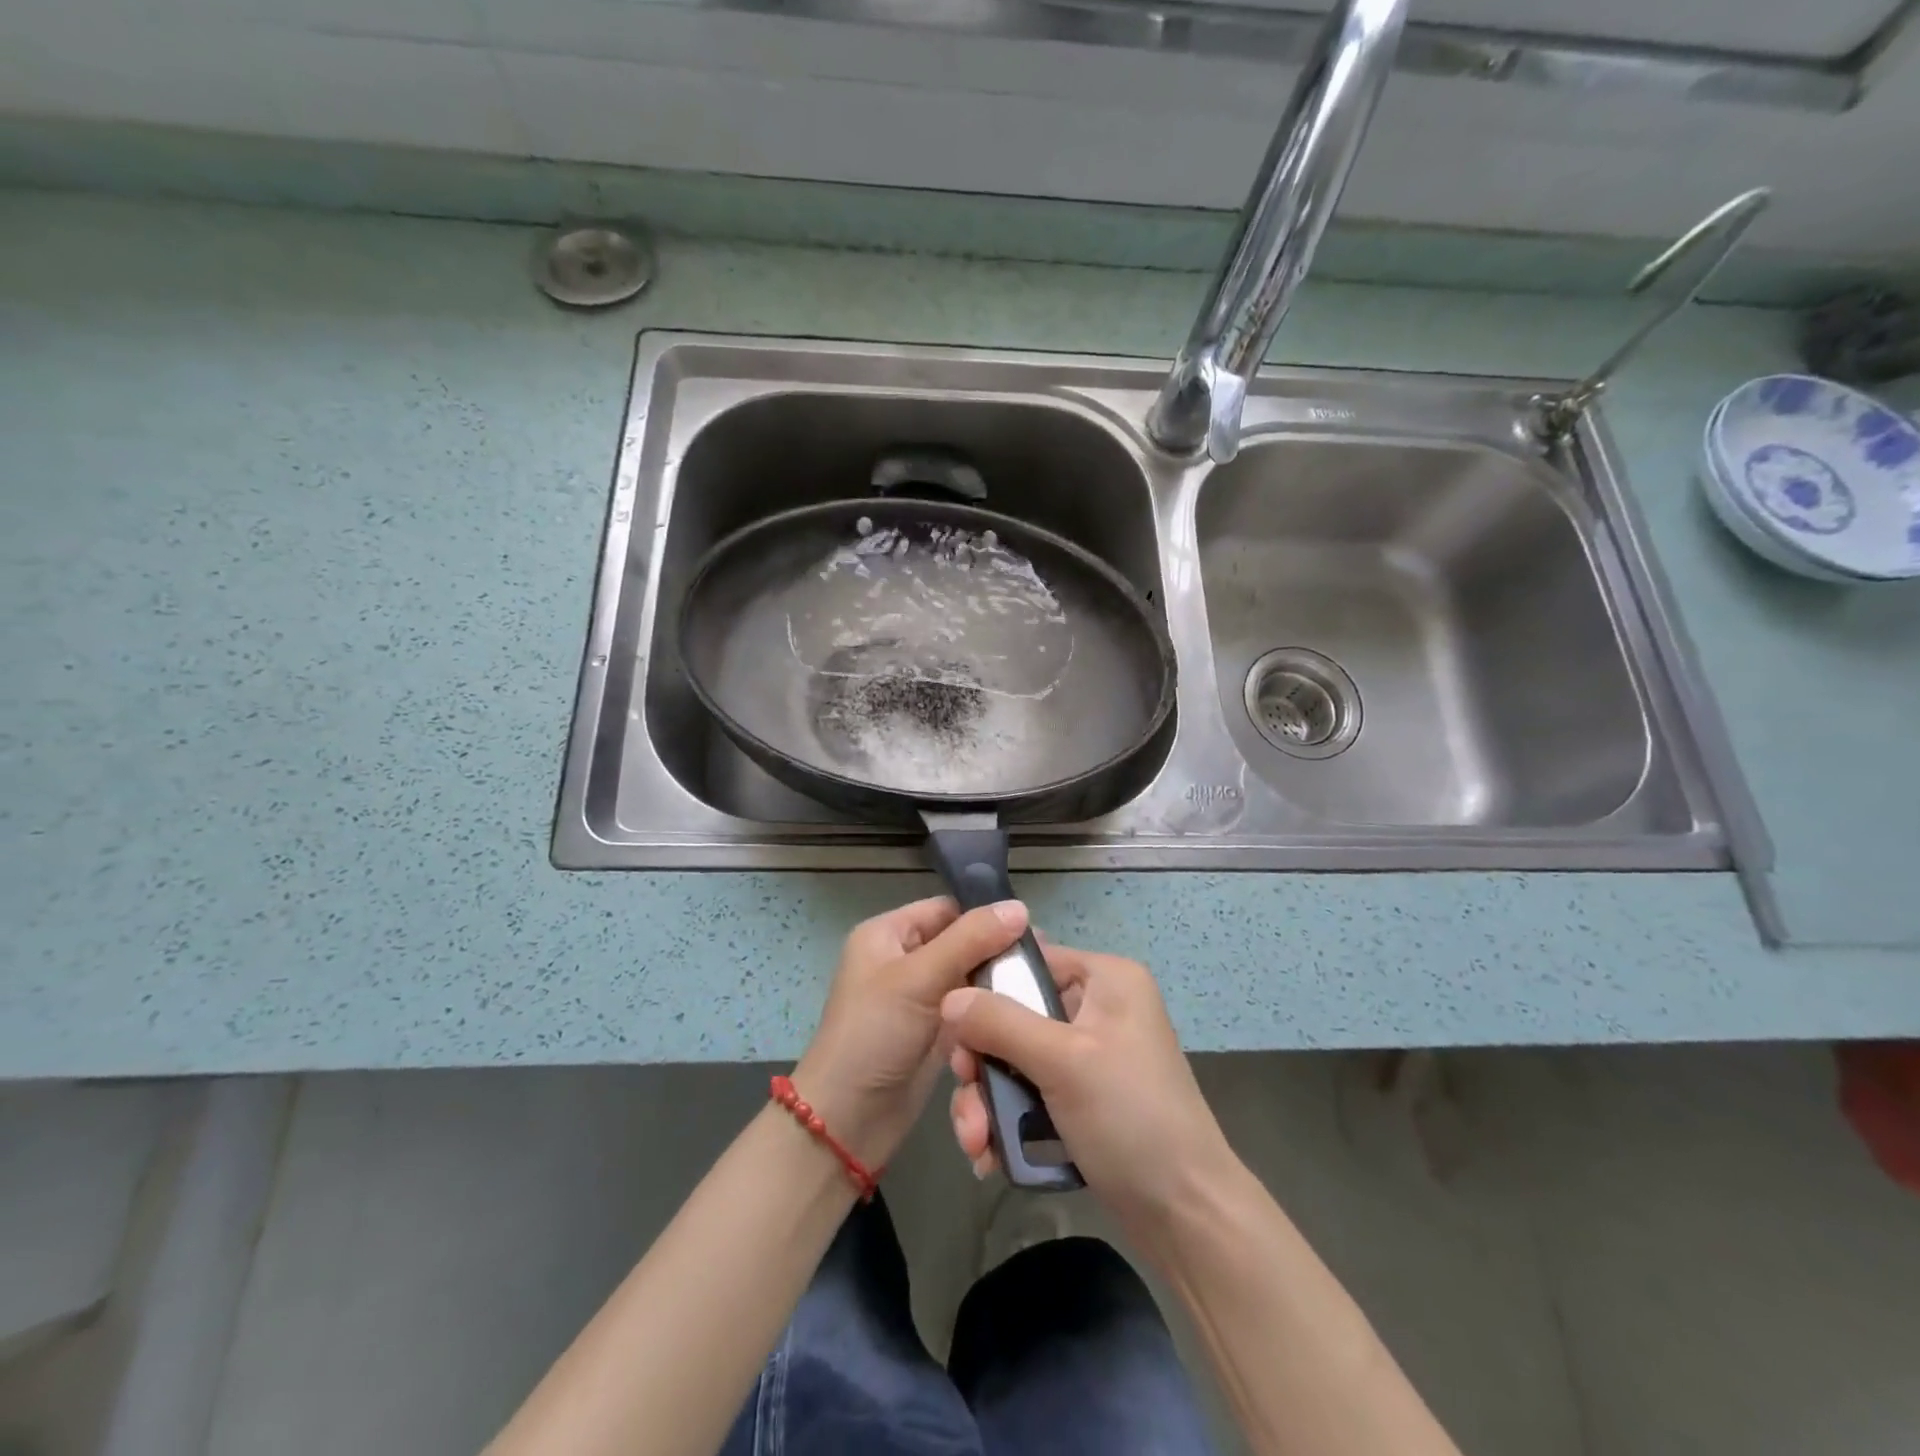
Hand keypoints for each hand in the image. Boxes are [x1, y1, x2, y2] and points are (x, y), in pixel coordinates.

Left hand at [793, 896, 1027, 1170]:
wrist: (847, 1122)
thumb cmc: (874, 1035)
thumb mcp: (919, 978)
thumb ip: (970, 940)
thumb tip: (1020, 906)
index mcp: (888, 934)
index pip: (945, 909)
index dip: (985, 916)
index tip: (1033, 929)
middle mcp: (904, 960)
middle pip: (962, 943)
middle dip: (998, 953)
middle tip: (1046, 963)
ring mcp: (920, 999)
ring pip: (970, 980)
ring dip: (999, 986)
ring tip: (1042, 988)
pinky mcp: (935, 1033)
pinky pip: (970, 1011)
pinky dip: (991, 1013)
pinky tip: (1025, 1014)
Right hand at [943, 944, 1238, 1255]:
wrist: (1186, 1217)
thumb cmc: (1131, 1118)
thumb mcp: (1062, 1061)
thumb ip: (1000, 1023)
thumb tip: (948, 997)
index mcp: (1106, 979)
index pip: (1030, 962)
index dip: (987, 991)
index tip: (955, 1032)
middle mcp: (1099, 1008)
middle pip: (1016, 1016)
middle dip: (983, 1064)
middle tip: (966, 1097)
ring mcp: (1091, 1056)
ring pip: (1017, 1060)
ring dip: (989, 1101)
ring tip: (975, 1145)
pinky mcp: (1084, 1099)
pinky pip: (1032, 1093)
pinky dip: (1009, 1121)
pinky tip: (990, 1157)